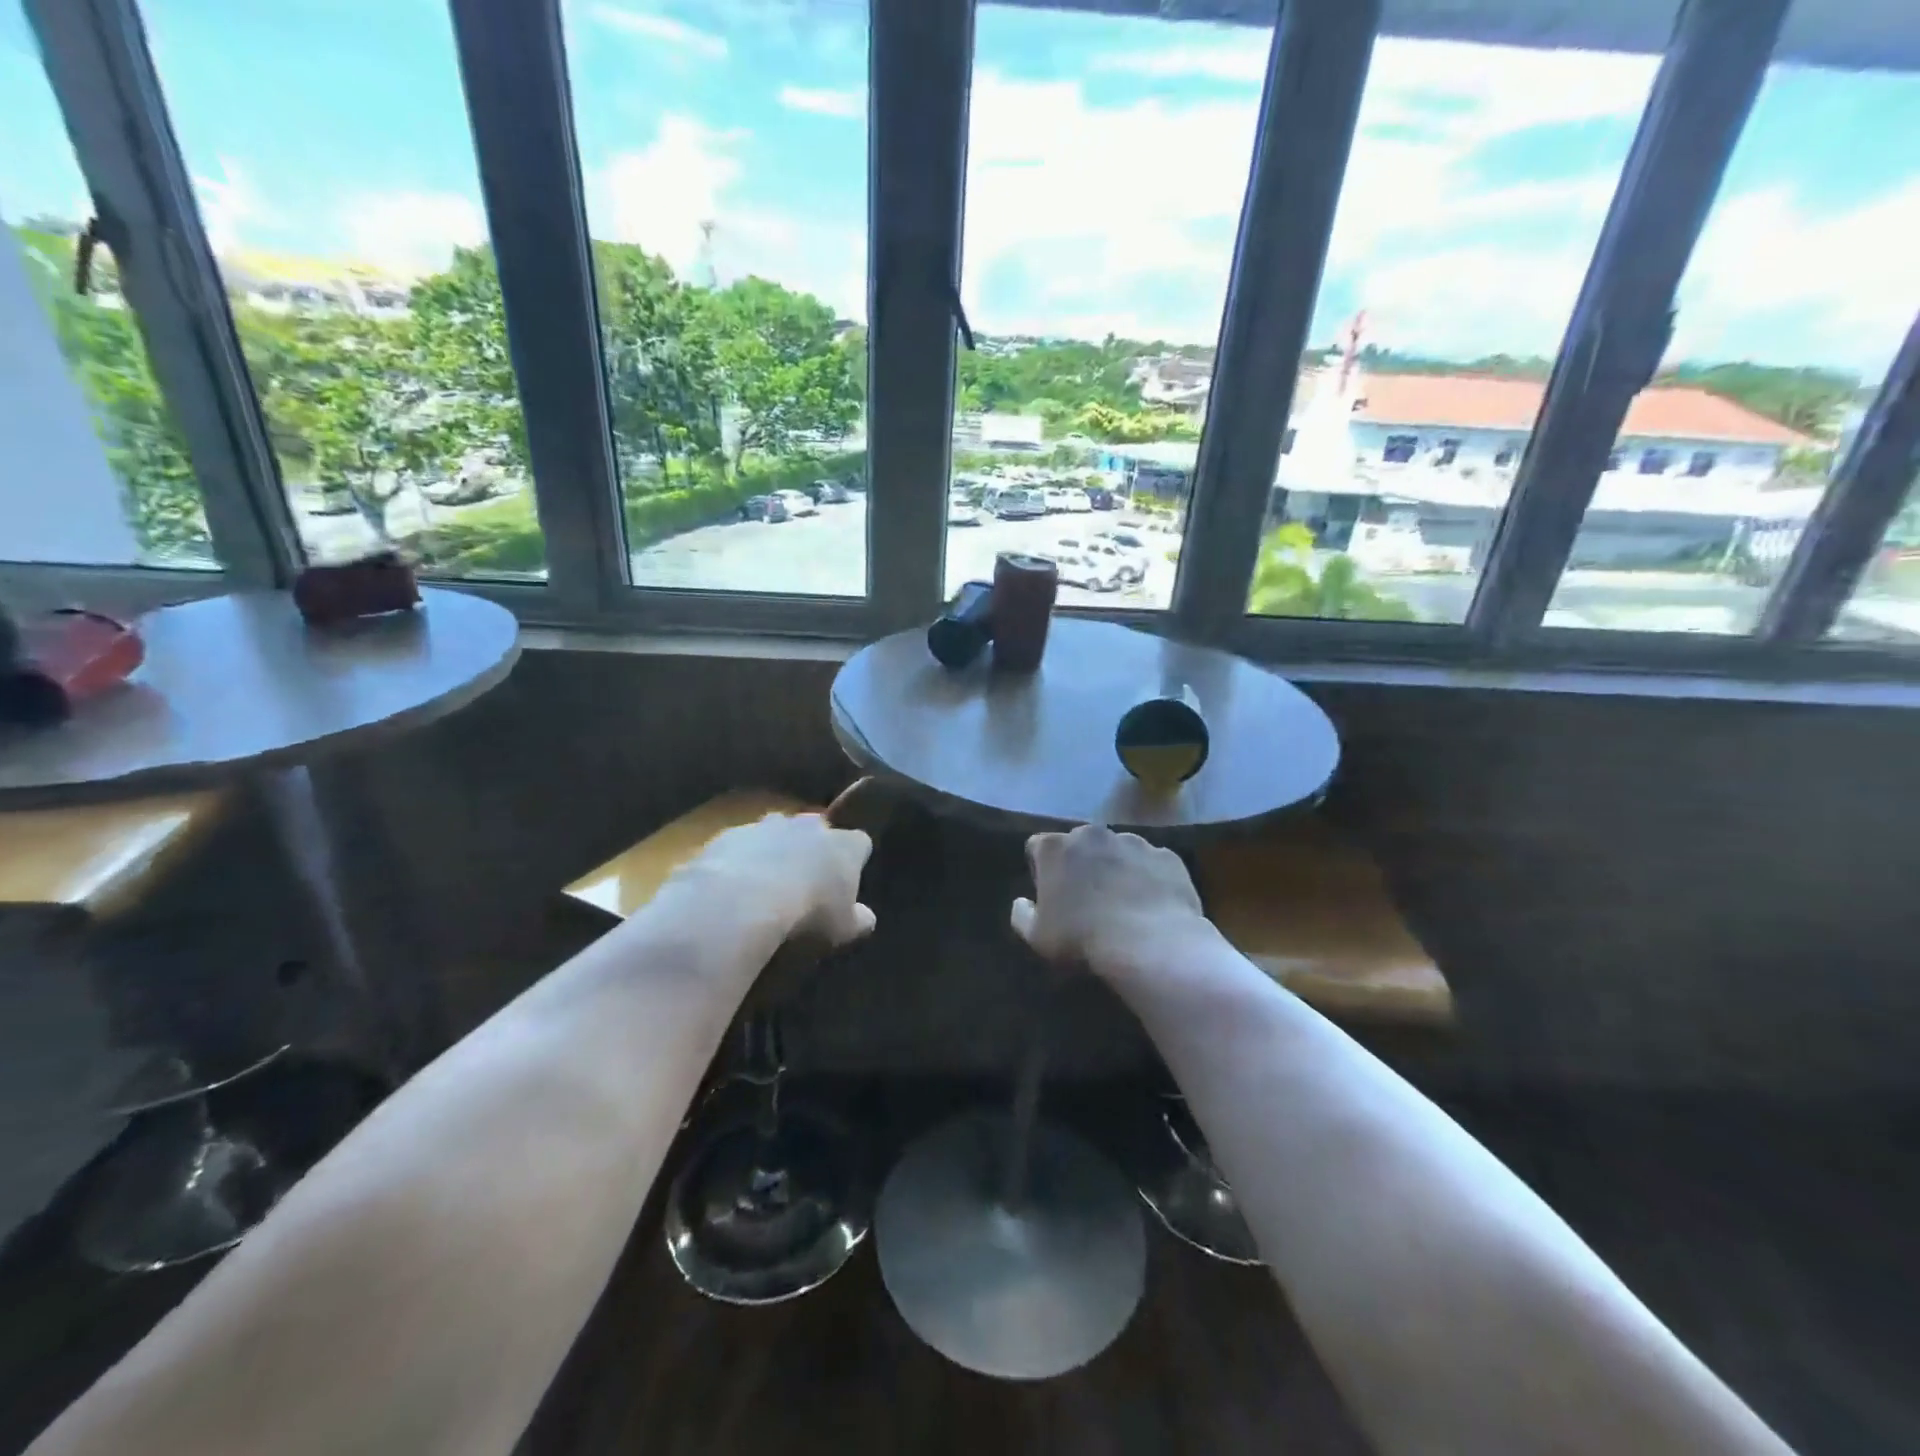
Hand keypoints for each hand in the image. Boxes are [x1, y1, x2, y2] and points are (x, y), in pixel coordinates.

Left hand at [670, 812, 875, 948]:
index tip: (847, 879)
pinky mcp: (730, 834)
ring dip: (775, 850)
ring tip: (766, 883)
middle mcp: (810, 826)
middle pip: (817, 830)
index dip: (854, 859)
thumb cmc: (807, 915)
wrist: (741, 901)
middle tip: (806, 880)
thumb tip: (866, 917)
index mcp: (845, 845)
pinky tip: (733, 886)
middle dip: (813, 849)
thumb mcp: (843, 929)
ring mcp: (767, 825)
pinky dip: (741, 859)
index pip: (859, 843)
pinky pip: (741, 844)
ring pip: (777, 832)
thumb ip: (858, 920)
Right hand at [1011, 824, 1211, 978]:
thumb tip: (1021, 902)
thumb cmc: (1083, 938)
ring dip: (1115, 867)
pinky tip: (1150, 905)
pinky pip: (1150, 863)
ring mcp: (1133, 841)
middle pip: (1079, 843)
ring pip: (1117, 850)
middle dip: (1080, 864)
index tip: (1050, 894)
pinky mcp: (1166, 855)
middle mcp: (1092, 834)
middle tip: (1086, 898)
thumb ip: (1022, 915)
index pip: (1037, 847)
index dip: (1041, 870)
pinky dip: (1148, 877)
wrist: (1150, 943)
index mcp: (1055, 847)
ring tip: (1122, 902)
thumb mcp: (1037, 937)